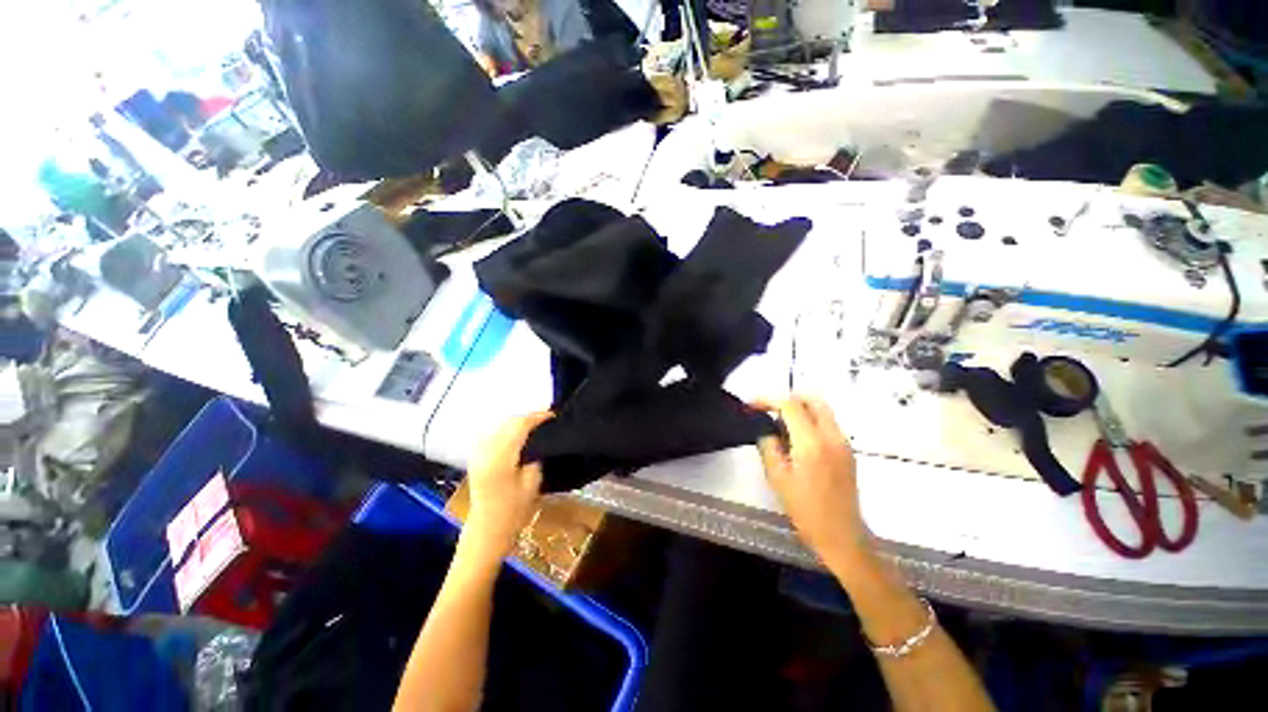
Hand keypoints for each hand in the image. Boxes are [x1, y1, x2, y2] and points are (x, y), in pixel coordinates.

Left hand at [463, 412, 552, 559]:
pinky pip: (492, 434)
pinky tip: (517, 434)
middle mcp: (486, 451)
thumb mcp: (532, 482)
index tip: (553, 415)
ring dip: (517, 422)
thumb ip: (535, 455)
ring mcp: (478, 454)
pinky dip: (506, 430)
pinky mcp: (476, 457)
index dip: (537, 417)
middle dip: (527, 418)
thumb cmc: (514, 510)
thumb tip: (540, 438)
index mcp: (500, 458)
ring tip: (534, 425)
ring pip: (499, 426)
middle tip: (546, 420)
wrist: (488, 529)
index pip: (519, 426)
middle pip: (508, 422)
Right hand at [753, 395, 870, 572]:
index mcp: (811, 443)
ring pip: (822, 410)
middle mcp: (832, 437)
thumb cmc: (805, 510)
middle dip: (787, 399)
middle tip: (769, 411)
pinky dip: (810, 421)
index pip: (790, 405)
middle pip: (811, 399)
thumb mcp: (777, 478)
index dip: (768, 400)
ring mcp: (843, 443)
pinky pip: (828, 424)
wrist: (842, 537)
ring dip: (800, 409)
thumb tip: (766, 430)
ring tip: (781, 427)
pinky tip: (797, 440)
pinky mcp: (848, 451)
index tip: (752, 406)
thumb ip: (768, 446)